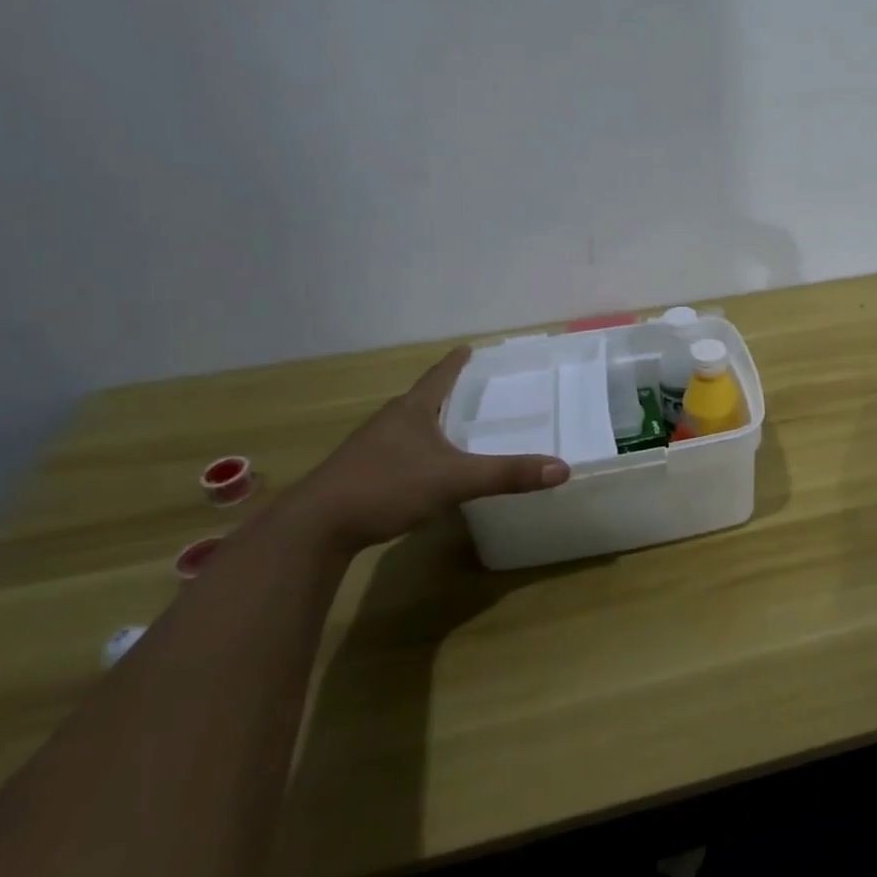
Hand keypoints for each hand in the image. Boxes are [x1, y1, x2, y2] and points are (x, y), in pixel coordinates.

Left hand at [292, 347, 568, 550]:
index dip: (456, 362)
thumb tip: (562, 468)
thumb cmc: (386, 486)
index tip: (469, 347)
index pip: (439, 376)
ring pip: (409, 427)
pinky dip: (418, 451)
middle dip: (449, 393)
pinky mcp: (359, 474)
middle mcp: (390, 421)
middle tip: (476, 389)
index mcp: (412, 410)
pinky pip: (398, 452)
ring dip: (431, 423)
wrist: (314, 528)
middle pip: (424, 399)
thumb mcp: (454, 480)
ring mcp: (370, 448)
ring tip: (456, 427)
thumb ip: (506, 474)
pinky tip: (427, 469)